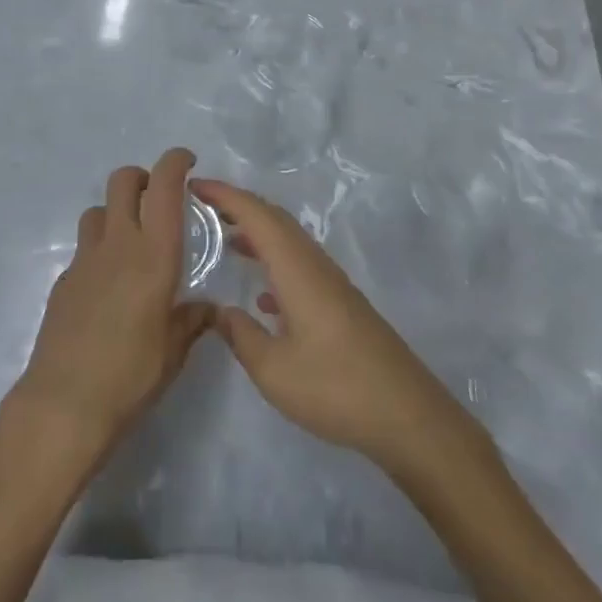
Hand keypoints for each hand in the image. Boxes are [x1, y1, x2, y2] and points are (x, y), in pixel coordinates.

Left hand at [16, 149, 213, 451]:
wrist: (64, 404)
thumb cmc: (130, 376)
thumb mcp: (174, 352)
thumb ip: (192, 321)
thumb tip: (207, 308)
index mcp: (154, 254)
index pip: (164, 187)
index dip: (175, 162)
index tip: (187, 161)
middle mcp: (118, 244)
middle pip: (123, 181)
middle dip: (142, 177)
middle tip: (158, 200)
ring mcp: (85, 259)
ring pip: (99, 209)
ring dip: (117, 212)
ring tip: (131, 242)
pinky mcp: (64, 280)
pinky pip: (84, 248)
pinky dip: (99, 251)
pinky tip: (107, 287)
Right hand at [193, 178, 457, 470]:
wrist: (407, 415)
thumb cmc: (335, 387)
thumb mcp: (273, 370)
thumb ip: (240, 335)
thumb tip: (219, 311)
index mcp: (296, 268)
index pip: (255, 214)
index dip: (224, 195)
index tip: (194, 185)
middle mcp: (314, 264)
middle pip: (274, 219)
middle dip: (239, 206)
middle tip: (204, 207)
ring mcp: (331, 283)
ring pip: (289, 241)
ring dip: (258, 233)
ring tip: (226, 241)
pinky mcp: (341, 304)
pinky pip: (300, 264)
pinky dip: (275, 262)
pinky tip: (264, 299)